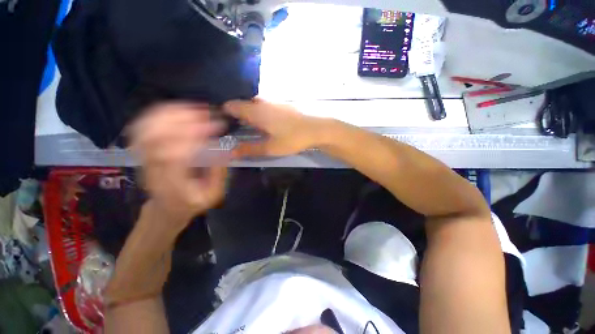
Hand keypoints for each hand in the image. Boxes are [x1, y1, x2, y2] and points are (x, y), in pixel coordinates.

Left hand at [129, 103, 227, 225]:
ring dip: (171, 114)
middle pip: (155, 137)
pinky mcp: (142, 151)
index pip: (175, 155)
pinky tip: (179, 110)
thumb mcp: (213, 194)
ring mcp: (143, 159)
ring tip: (195, 108)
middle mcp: (152, 170)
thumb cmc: (192, 202)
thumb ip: (218, 173)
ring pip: (146, 129)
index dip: (195, 136)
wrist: (166, 209)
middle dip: (183, 120)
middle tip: (207, 113)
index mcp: (172, 185)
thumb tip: (224, 150)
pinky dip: (159, 114)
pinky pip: (142, 127)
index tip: (217, 126)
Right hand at [223, 98, 323, 156]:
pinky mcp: (283, 104)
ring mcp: (274, 101)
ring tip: (254, 129)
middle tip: (239, 131)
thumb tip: (231, 152)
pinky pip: (266, 106)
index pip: (232, 106)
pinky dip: (262, 113)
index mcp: (256, 111)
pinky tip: (269, 124)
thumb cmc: (292, 138)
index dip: (225, 114)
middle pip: (243, 105)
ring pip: (255, 105)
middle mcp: (263, 102)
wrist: (316, 129)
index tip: (225, 125)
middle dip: (238, 116)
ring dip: (251, 115)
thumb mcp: (270, 148)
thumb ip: (250, 149)